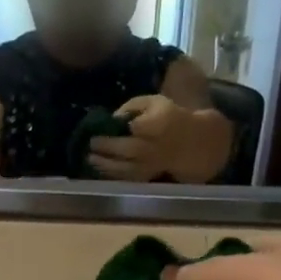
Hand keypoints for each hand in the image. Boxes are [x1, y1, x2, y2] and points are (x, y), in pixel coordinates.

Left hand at [87, 95, 230, 183]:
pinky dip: (113, 174)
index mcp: (160, 124)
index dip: (128, 127)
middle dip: (108, 147)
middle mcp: (155, 147)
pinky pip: (128, 177)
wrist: (190, 142)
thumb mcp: (153, 102)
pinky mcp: (147, 176)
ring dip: (106, 164)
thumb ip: (132, 106)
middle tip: (92, 143)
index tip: (113, 123)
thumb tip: (113, 118)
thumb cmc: (167, 117)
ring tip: (90, 158)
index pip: (142, 127)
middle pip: (129, 149)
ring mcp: (150, 164)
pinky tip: (100, 168)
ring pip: (127, 167)